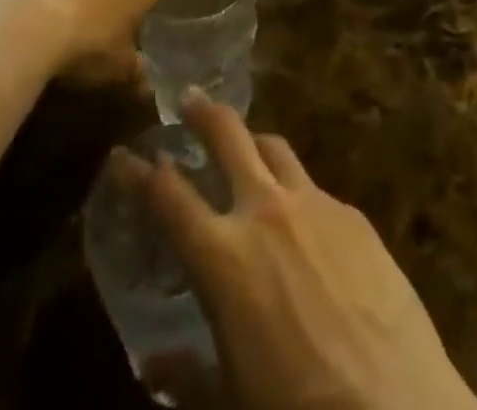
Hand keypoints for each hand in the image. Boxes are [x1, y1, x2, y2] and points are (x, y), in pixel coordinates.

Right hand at [120, 95, 476, 409]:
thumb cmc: (297, 409)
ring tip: (246, 148)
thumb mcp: (231, 399)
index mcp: (223, 256)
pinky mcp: (354, 214)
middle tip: (190, 98)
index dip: (137, 171)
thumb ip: (189, 374)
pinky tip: (304, 221)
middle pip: (227, 134)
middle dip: (202, 111)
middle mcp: (265, 210)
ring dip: (253, 142)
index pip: (166, 195)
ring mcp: (314, 204)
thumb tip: (156, 365)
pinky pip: (315, 188)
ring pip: (275, 147)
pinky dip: (297, 192)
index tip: (122, 153)